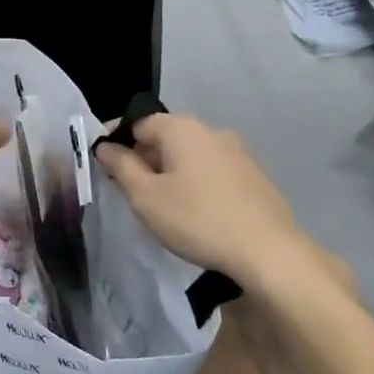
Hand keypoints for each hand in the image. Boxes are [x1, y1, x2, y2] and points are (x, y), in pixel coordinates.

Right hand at [96, 113, 344, 294]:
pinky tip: (195, 211)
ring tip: (162, 204)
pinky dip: (196, 182)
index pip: (137, 122)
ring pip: (190, 154)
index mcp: (181, 128)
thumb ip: (121, 166)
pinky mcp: (254, 176)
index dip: (117, 140)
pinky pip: (212, 170)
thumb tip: (106, 146)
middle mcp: (211, 131)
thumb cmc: (196, 219)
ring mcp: (237, 152)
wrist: (267, 251)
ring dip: (171, 171)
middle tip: (130, 190)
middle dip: (144, 157)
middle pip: (165, 136)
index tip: (105, 165)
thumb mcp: (145, 197)